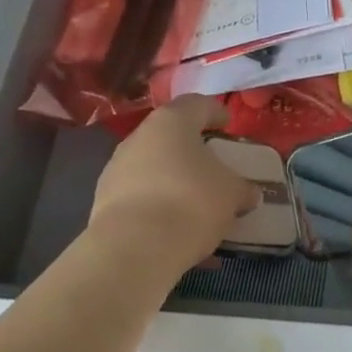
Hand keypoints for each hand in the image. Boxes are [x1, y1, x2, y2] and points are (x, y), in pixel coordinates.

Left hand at [89, 95, 258, 274]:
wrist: (133, 248)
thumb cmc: (190, 202)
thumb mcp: (231, 194)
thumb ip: (242, 188)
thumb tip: (249, 192)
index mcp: (172, 121)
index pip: (196, 104)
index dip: (214, 112)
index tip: (227, 125)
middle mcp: (139, 136)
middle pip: (170, 135)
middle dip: (190, 148)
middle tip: (211, 165)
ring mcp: (116, 168)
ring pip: (151, 165)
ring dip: (170, 177)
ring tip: (192, 201)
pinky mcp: (103, 200)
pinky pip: (138, 195)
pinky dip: (155, 204)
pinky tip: (172, 227)